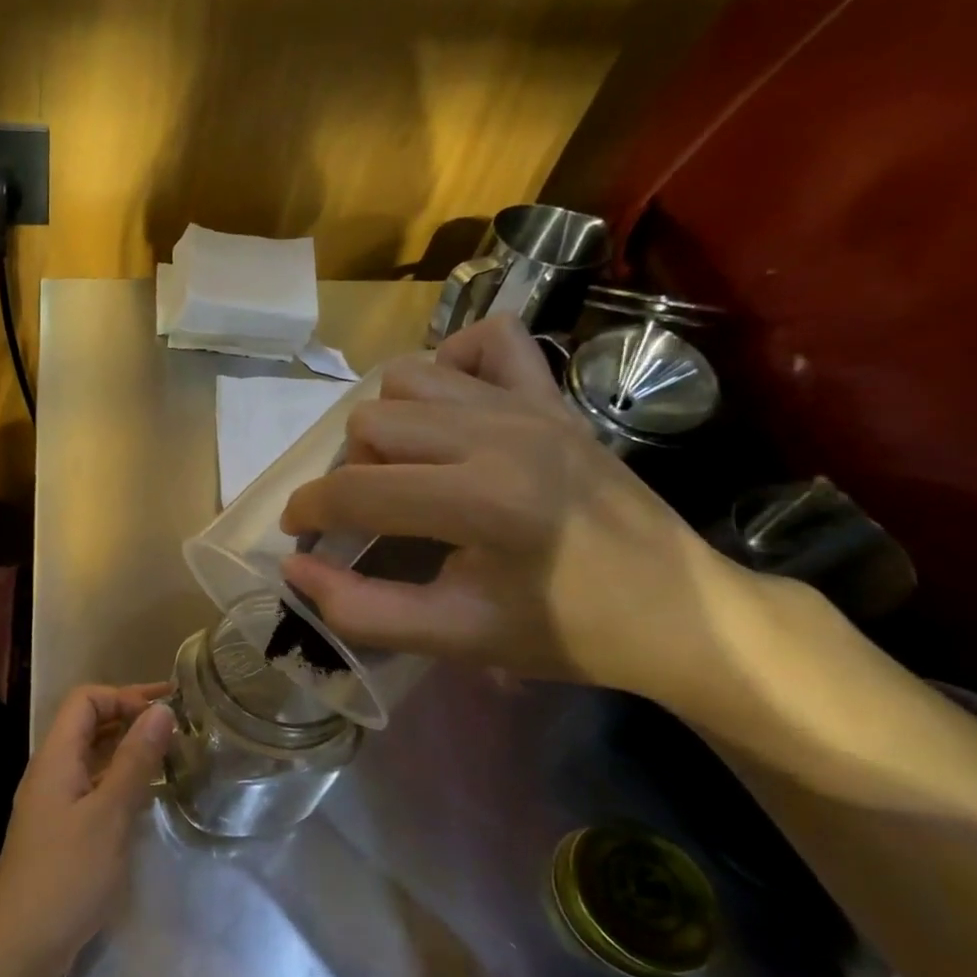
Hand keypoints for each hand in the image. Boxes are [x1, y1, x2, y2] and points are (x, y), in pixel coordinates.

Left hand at [0, 684, 173, 976]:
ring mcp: (54, 801)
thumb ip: (135, 760)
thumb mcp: (109, 814)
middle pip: (88, 724)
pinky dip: (121, 779)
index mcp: (56, 756)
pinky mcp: (62, 830)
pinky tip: (148, 794)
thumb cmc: (67, 874)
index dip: (124, 695)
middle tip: (178, 726)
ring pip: (93, 757)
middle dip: (130, 716)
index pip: (85, 700)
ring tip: (171, 754)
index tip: (166, 708)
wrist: (20, 946)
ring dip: (128, 748)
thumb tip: (161, 709)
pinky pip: (93, 786)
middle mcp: (52, 771)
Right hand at [279, 317, 738, 702]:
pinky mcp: (555, 397)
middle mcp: (501, 435)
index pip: (356, 490)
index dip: (308, 511)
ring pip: (410, 377)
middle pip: (371, 423)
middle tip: (365, 516)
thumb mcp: (454, 638)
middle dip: (347, 472)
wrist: (681, 613)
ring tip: (404, 467)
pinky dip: (453, 363)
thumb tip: (295, 567)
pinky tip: (450, 410)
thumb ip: (361, 610)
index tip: (298, 533)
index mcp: (481, 502)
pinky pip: (490, 339)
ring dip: (388, 422)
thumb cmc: (566, 633)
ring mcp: (532, 406)